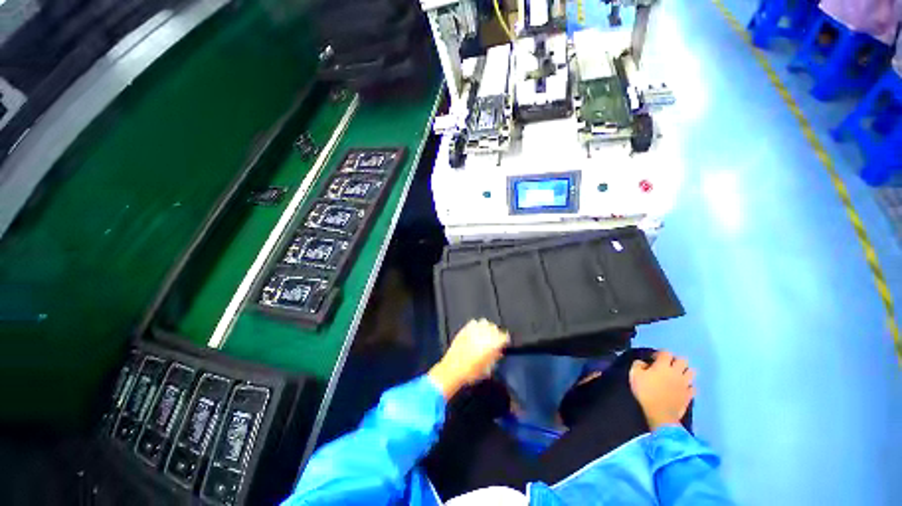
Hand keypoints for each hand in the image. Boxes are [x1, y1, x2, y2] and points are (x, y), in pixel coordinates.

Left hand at [428, 319, 509, 398]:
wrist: (452, 369)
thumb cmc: (471, 372)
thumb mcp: (488, 369)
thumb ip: (495, 357)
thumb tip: (498, 352)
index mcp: (492, 344)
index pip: (504, 336)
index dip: (505, 339)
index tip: (504, 342)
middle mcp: (484, 334)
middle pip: (494, 327)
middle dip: (496, 333)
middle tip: (494, 339)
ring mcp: (473, 330)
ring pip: (484, 322)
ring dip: (486, 327)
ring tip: (485, 334)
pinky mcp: (464, 329)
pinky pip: (473, 323)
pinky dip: (476, 326)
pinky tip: (475, 332)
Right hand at [629, 351, 694, 429]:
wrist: (658, 414)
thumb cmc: (644, 392)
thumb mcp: (634, 374)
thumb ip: (638, 364)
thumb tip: (643, 363)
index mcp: (663, 366)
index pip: (666, 352)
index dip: (660, 353)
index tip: (654, 358)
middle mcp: (677, 372)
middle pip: (683, 360)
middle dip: (676, 360)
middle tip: (668, 365)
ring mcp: (685, 384)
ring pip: (692, 372)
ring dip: (685, 371)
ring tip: (677, 375)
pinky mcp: (689, 395)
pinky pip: (694, 387)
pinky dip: (689, 386)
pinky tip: (683, 388)